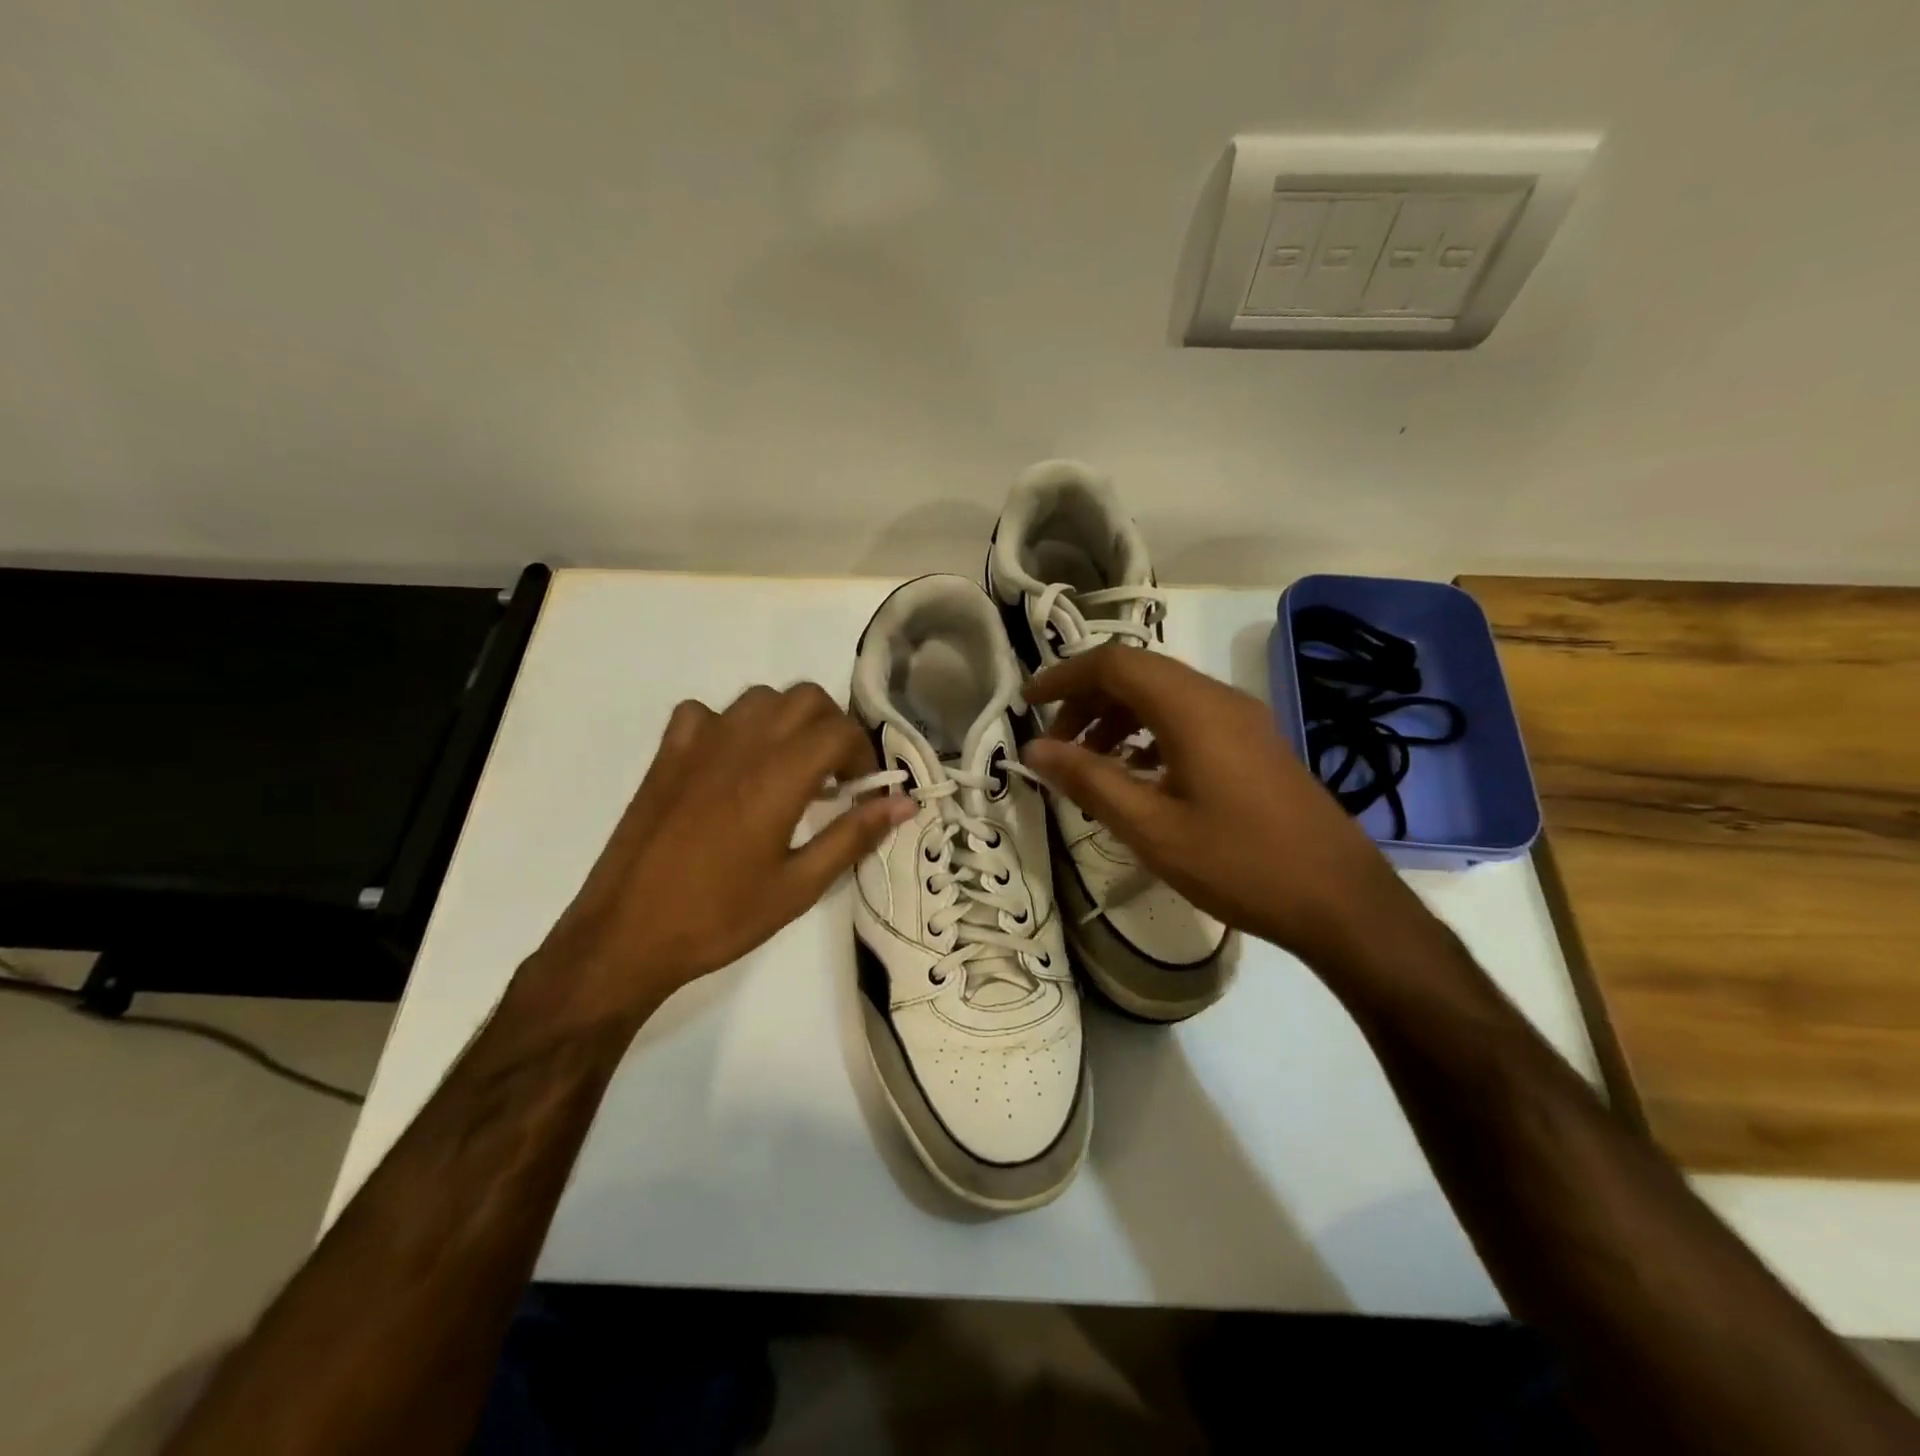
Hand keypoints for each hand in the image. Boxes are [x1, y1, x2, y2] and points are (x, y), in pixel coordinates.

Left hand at [518, 684, 913, 1030]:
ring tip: (789, 768)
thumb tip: (905, 802)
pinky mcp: (667, 754)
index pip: (839, 730)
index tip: (863, 790)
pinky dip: (730, 725)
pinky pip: (706, 713)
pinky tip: (731, 763)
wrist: (626, 934)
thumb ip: (854, 836)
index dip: (863, 754)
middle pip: (805, 698)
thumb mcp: (799, 886)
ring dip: (787, 721)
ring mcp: (698, 744)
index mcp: (778, 777)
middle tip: (835, 776)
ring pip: (760, 698)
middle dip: (832, 727)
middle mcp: (741, 744)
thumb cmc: (720, 917)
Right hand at [1021, 646, 1413, 967]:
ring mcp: (1242, 720)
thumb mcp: (1152, 828)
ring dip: (1117, 716)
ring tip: (1089, 763)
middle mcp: (1218, 699)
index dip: (1064, 676)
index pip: (1114, 664)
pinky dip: (1149, 733)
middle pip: (1138, 674)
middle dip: (1086, 700)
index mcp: (1192, 709)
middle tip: (1055, 745)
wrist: (1341, 901)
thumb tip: (1033, 750)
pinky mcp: (1253, 744)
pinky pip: (1188, 718)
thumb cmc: (1240, 864)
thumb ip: (1089, 781)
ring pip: (1163, 695)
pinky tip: (1137, 775)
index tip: (1027, 703)